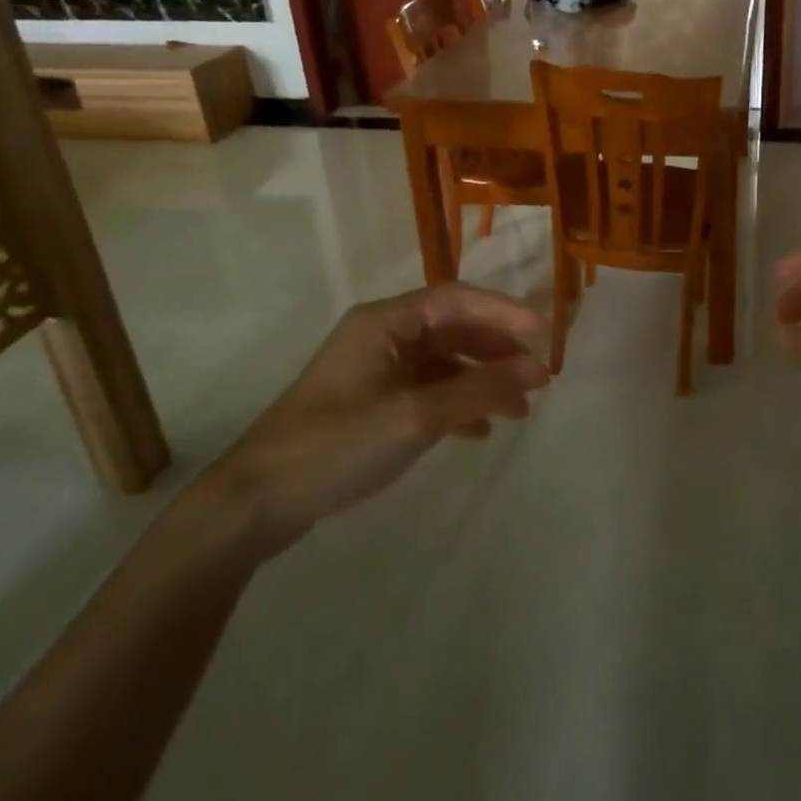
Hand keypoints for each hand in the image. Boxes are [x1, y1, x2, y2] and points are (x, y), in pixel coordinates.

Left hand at [192, 284, 549, 561]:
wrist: (257, 501)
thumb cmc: (339, 443)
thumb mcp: (417, 416)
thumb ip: (481, 390)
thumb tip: (539, 369)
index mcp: (385, 322)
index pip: (456, 299)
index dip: (503, 311)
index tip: (544, 333)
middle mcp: (381, 336)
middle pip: (452, 329)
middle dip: (496, 351)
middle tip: (535, 377)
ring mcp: (374, 370)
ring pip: (442, 363)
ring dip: (480, 380)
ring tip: (519, 410)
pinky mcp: (369, 403)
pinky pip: (426, 391)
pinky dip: (456, 404)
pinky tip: (479, 431)